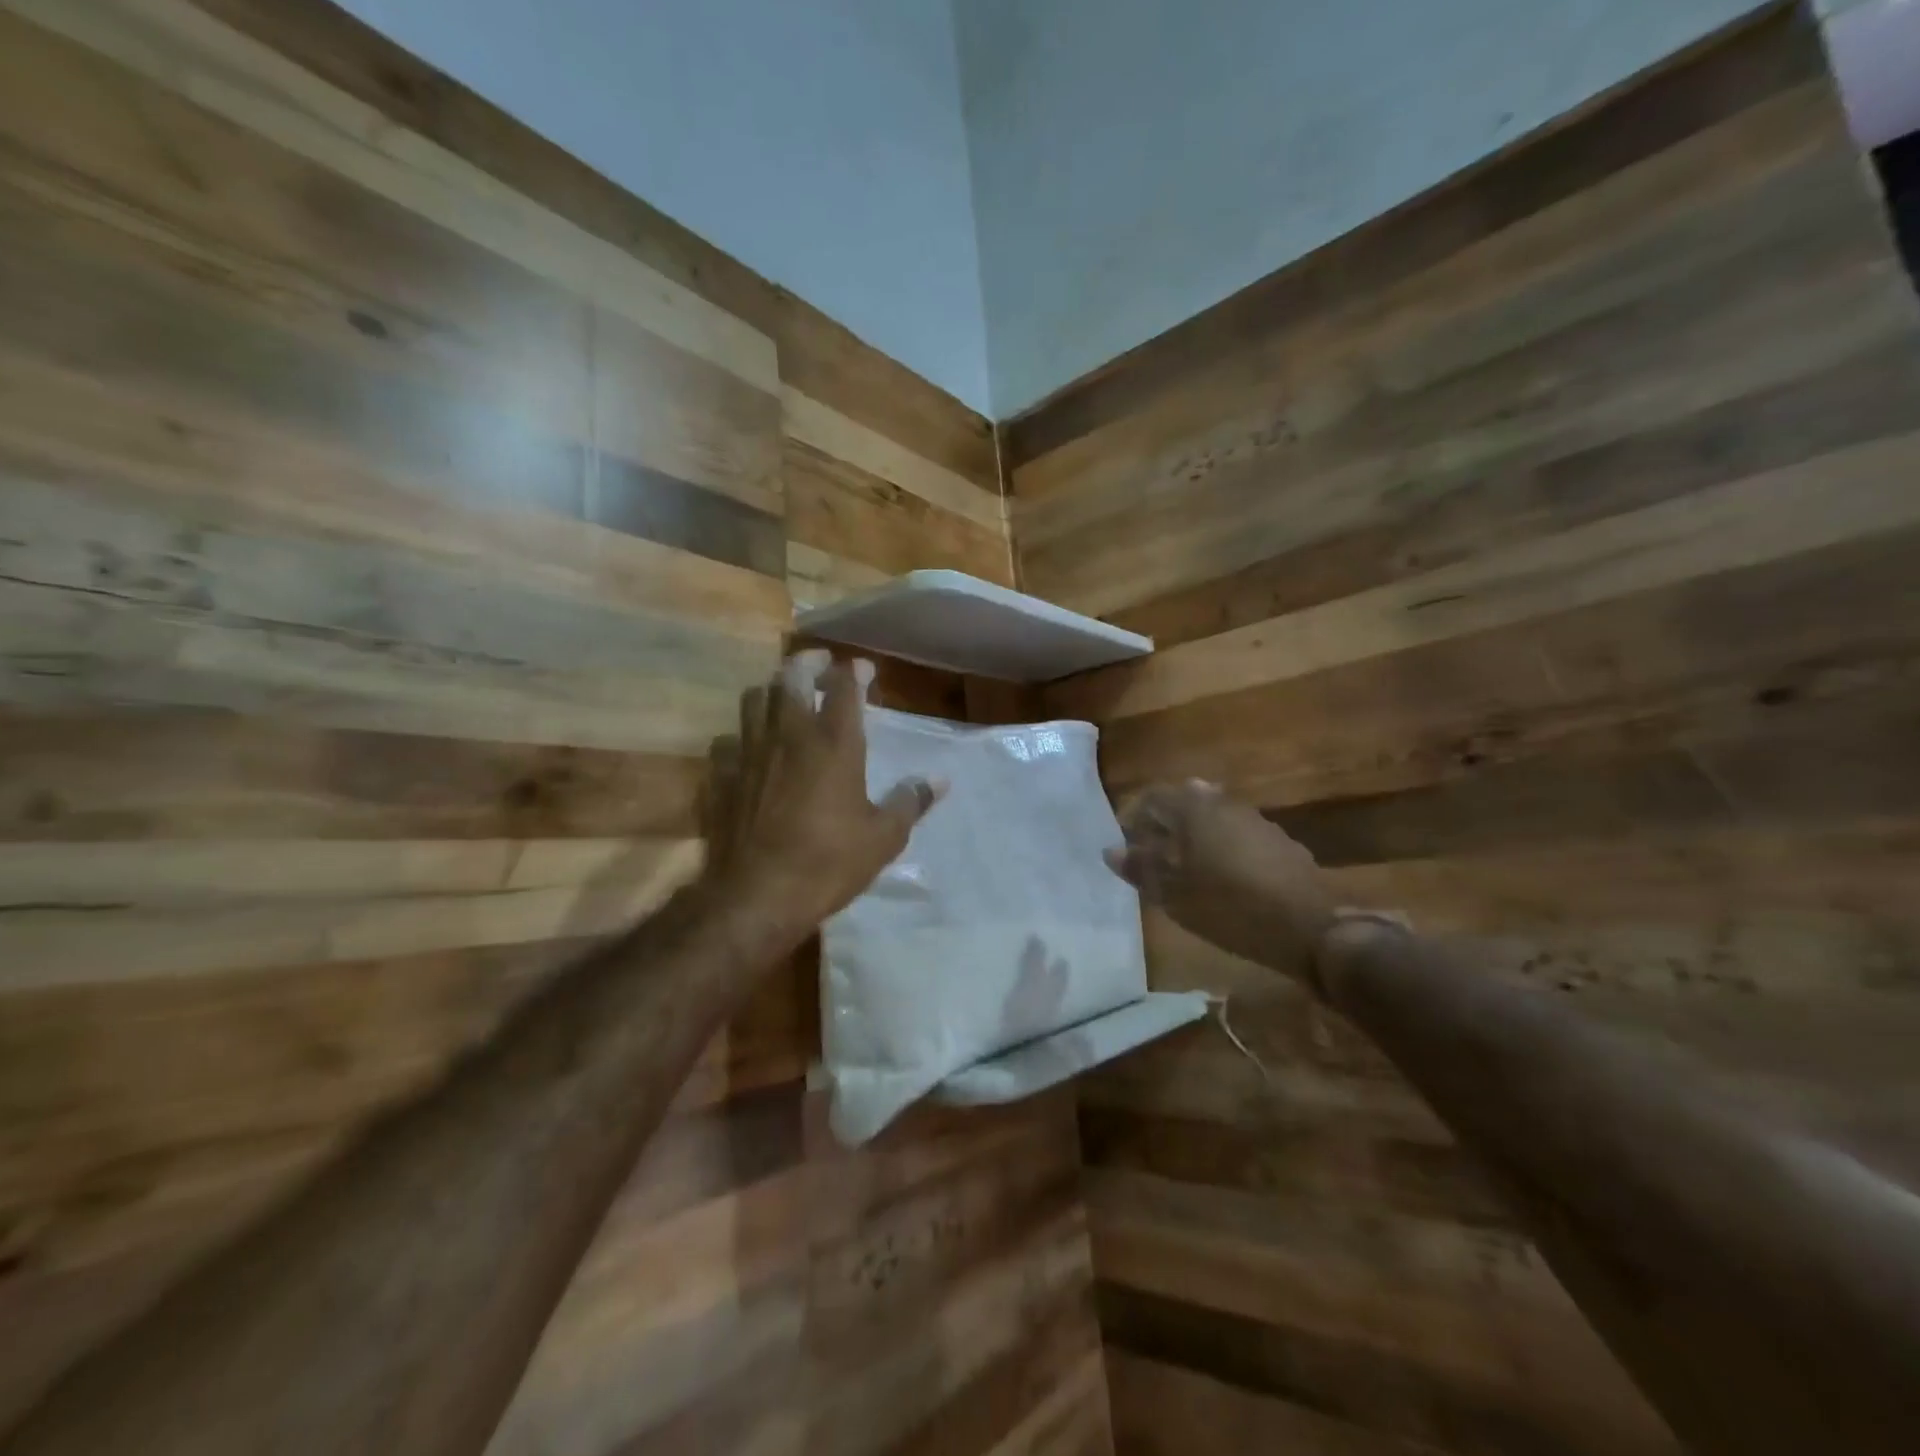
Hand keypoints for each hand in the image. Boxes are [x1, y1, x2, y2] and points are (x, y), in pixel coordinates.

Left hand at [703, 649, 944, 946]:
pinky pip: (727, 741)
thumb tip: (939, 780)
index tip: (863, 669)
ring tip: (784, 698)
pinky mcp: (722, 777)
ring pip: (754, 699)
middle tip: (820, 665)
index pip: (844, 687)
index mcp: (834, 744)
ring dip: (772, 690)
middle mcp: (789, 735)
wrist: (756, 897)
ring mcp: (750, 753)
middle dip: (808, 663)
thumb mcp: (883, 838)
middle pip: (791, 677)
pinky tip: (750, 750)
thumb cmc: (828, 863)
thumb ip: (911, 802)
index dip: (854, 671)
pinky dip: (741, 736)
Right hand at [1106, 780, 1336, 988]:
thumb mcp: (1174, 895)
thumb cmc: (1229, 907)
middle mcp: (1225, 804)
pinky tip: (1222, 879)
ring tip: (1184, 870)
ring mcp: (1256, 821)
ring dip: (1194, 837)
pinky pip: (1237, 835)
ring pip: (1213, 819)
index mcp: (1194, 809)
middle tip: (1152, 858)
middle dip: (1164, 826)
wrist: (1309, 928)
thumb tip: (1110, 851)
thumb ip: (1140, 868)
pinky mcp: (1279, 842)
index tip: (1127, 845)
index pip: (1153, 797)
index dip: (1134, 818)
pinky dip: (1221, 848)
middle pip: (1184, 803)